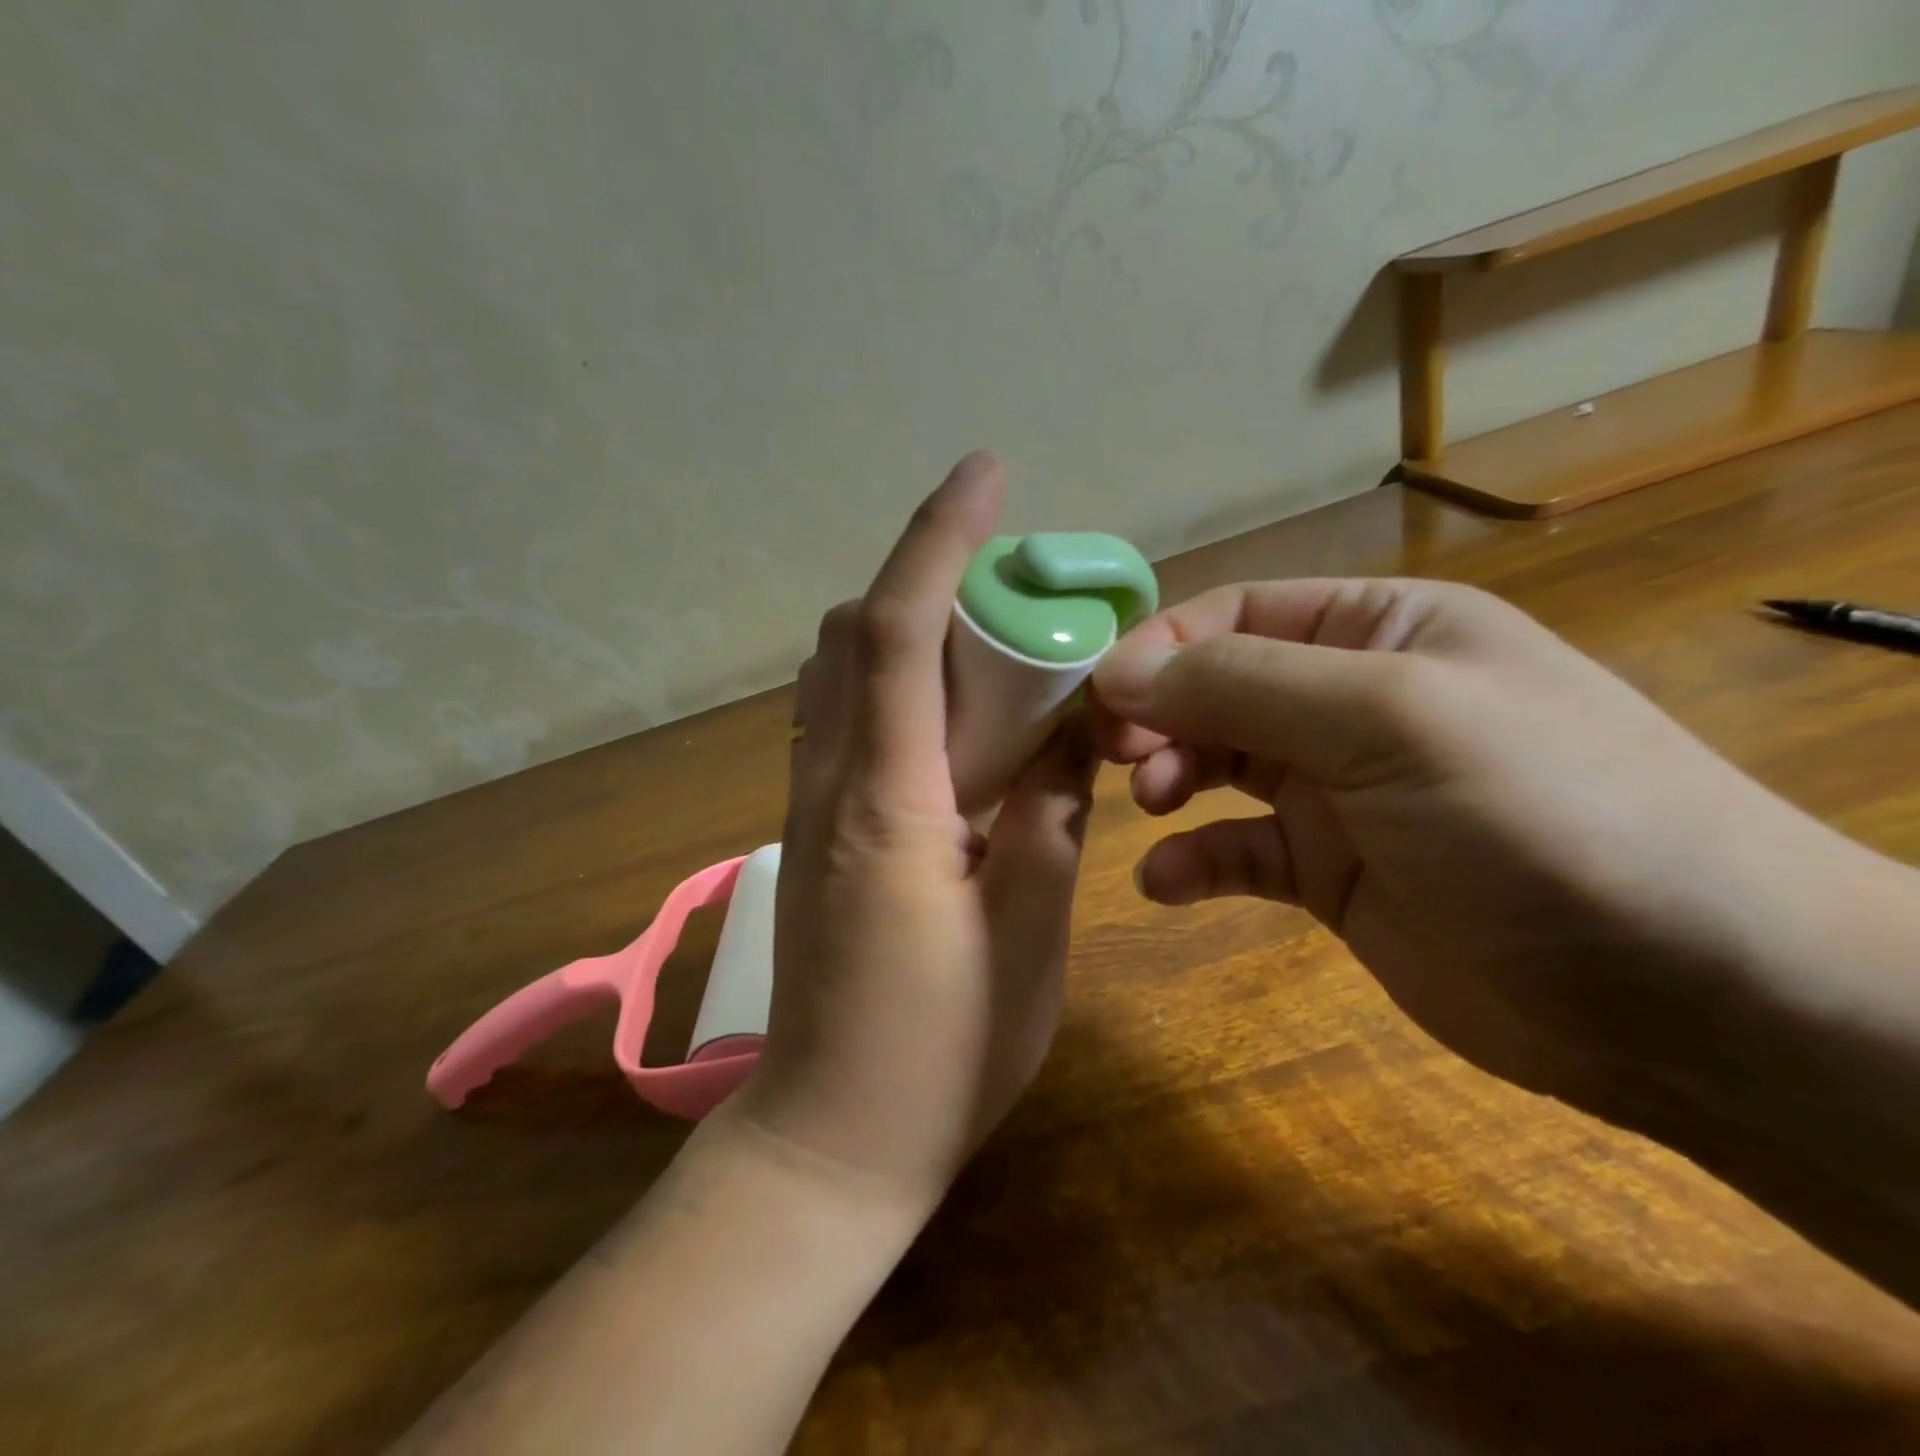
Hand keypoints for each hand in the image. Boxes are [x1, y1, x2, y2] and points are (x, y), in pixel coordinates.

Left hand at [736, 452, 1096, 1212]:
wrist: (831, 1138)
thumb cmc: (940, 1051)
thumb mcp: (1028, 932)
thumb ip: (1048, 816)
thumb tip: (1068, 734)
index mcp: (887, 802)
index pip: (901, 631)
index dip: (939, 538)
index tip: (985, 473)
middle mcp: (831, 783)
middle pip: (858, 634)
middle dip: (929, 576)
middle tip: (1014, 583)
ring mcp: (811, 807)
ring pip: (841, 674)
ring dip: (906, 626)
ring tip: (989, 639)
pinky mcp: (814, 834)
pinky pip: (844, 721)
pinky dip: (893, 683)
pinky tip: (951, 716)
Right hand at [1090, 577, 1854, 1112]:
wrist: (1687, 997)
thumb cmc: (1540, 814)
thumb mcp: (1389, 719)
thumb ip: (1244, 687)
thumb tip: (1117, 673)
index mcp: (1380, 632)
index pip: (1237, 615)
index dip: (1161, 647)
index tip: (1099, 695)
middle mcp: (1351, 702)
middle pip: (1217, 689)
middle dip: (1157, 714)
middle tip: (1108, 754)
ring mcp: (1338, 792)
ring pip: (1219, 766)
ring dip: (1169, 778)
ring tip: (1150, 806)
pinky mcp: (1329, 873)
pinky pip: (1238, 852)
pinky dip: (1194, 861)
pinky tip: (1165, 881)